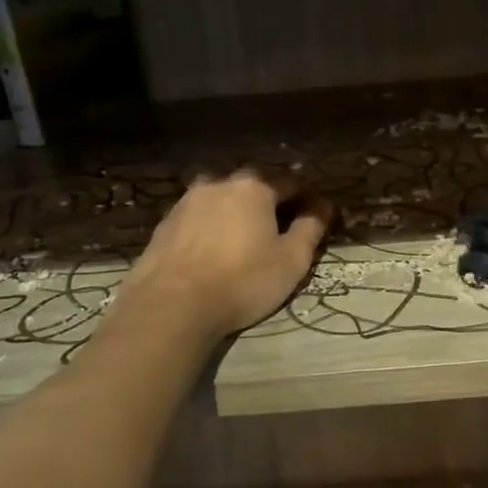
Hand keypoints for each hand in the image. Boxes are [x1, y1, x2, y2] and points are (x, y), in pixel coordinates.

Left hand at [120, 171, 332, 338]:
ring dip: (237, 212)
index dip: (307, 199)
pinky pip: (199, 217)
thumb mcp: (292, 260)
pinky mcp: (165, 223)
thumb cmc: (242, 281)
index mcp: (254, 187)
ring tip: (245, 240)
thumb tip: (323, 206)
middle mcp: (219, 183)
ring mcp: (187, 201)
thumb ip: (311, 228)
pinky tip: (214, 251)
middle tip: (280, 231)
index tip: (315, 219)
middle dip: (270, 202)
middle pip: (253, 186)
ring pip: (222, 199)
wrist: (172, 304)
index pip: (290, 182)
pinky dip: (212, 226)